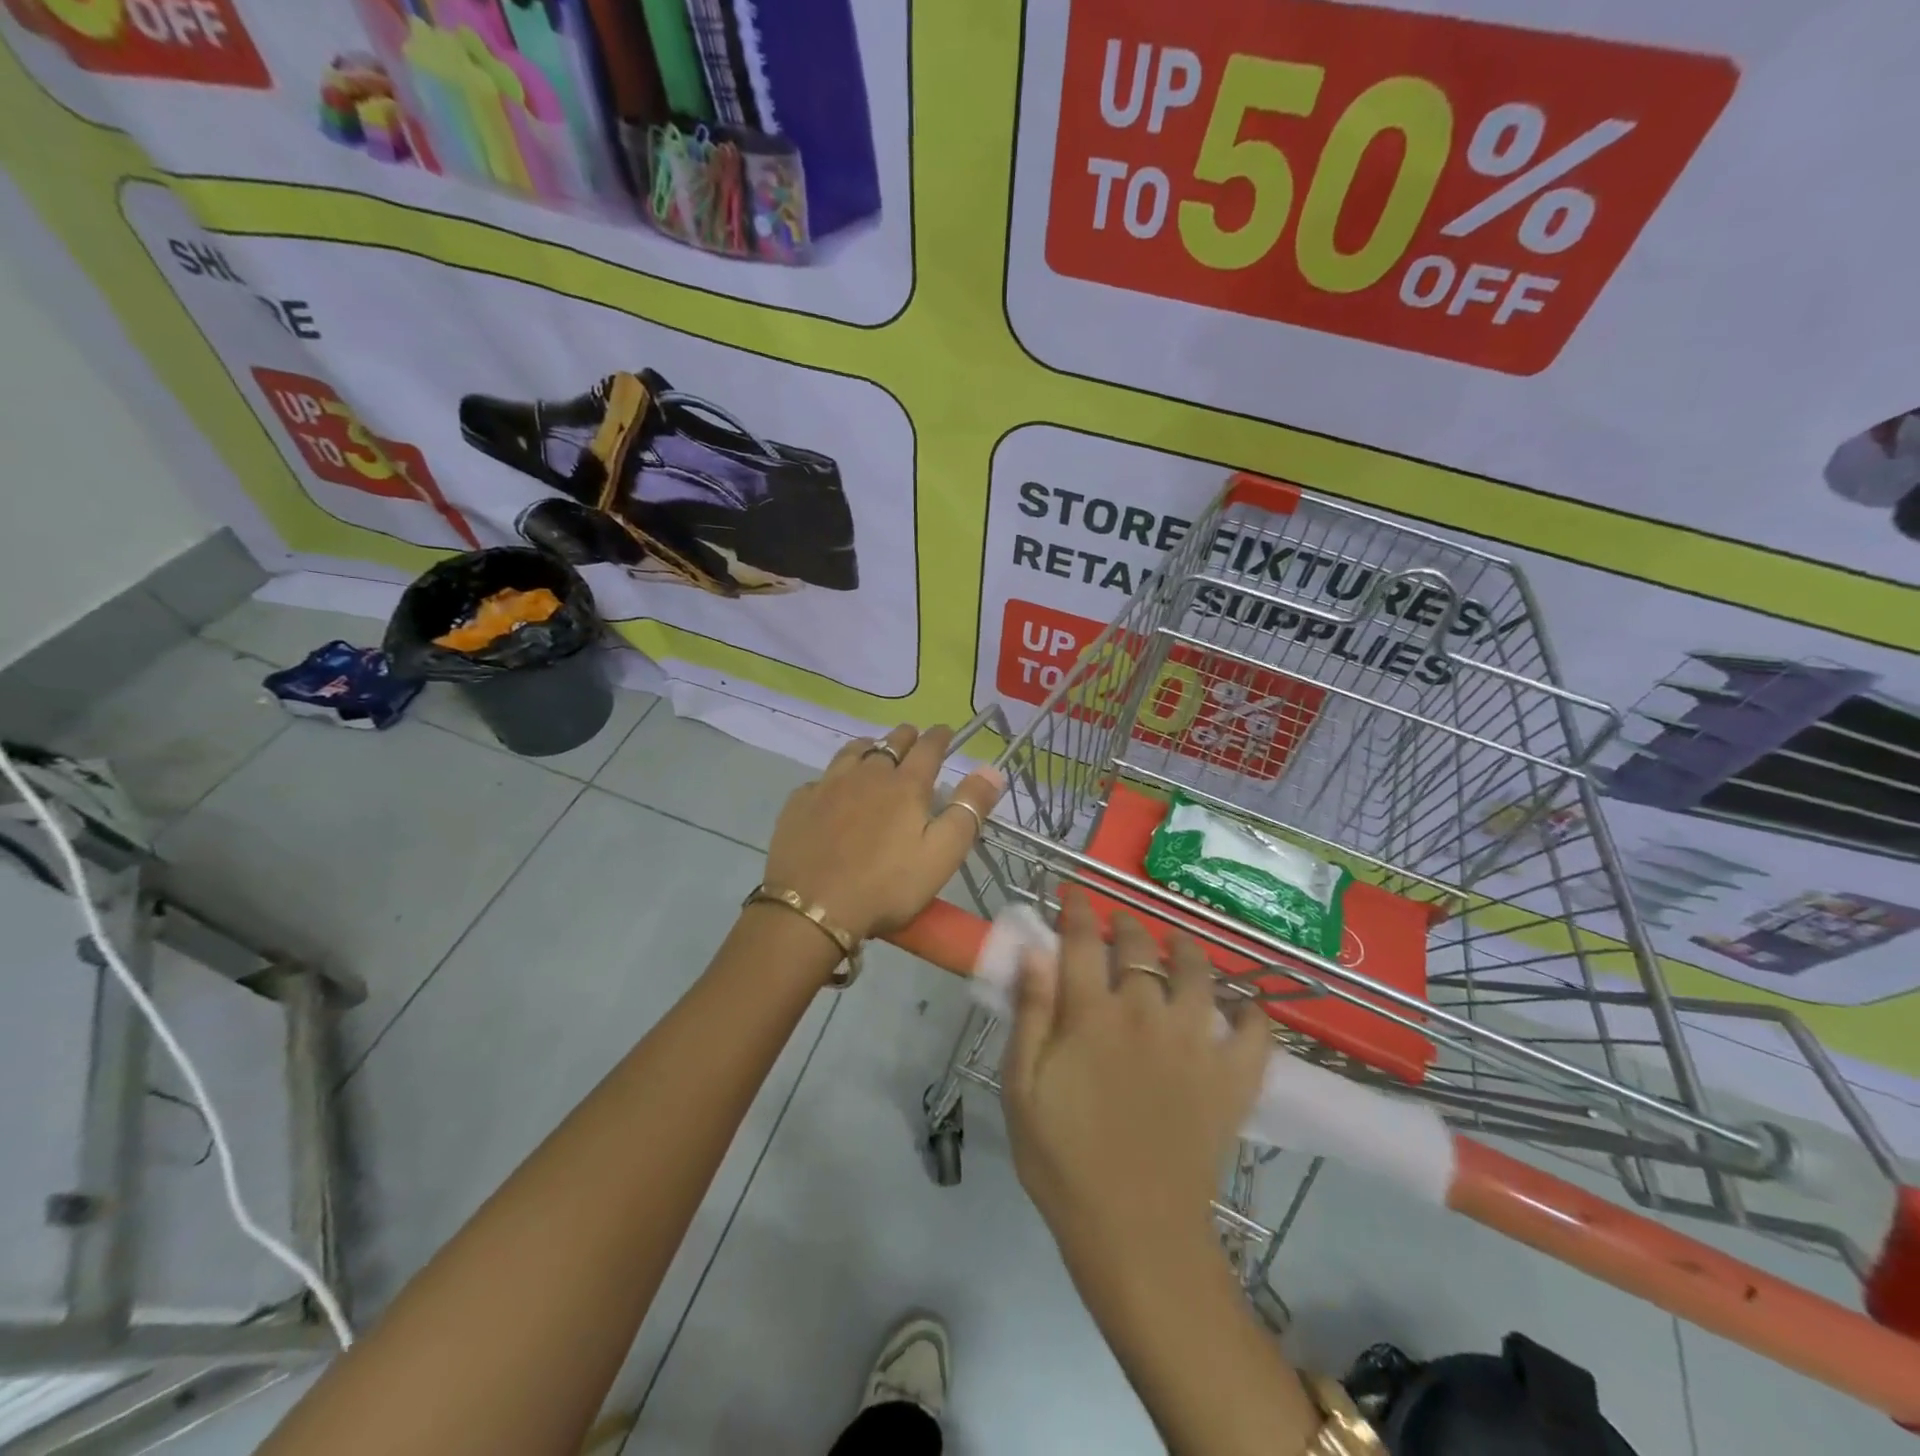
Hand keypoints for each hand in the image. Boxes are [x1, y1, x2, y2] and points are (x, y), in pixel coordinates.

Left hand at [762, 724, 1004, 940]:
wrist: (812, 908)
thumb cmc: (887, 885)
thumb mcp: (942, 854)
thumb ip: (969, 810)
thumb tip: (991, 768)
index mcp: (906, 785)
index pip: (928, 748)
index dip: (941, 736)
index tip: (947, 731)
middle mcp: (867, 774)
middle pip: (890, 742)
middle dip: (906, 737)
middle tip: (913, 738)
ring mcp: (829, 785)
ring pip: (852, 751)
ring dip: (869, 747)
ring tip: (873, 751)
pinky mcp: (800, 803)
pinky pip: (821, 778)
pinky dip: (834, 777)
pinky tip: (833, 790)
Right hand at [1002, 894, 1269, 1271]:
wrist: (1135, 1234)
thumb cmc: (1064, 1160)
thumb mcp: (1022, 1087)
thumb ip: (1030, 1013)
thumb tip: (1034, 950)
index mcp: (1092, 1014)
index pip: (1081, 940)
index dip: (1076, 909)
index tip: (1074, 892)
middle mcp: (1146, 1014)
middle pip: (1140, 948)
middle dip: (1127, 924)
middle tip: (1120, 923)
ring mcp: (1196, 1044)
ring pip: (1198, 975)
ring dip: (1187, 951)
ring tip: (1179, 944)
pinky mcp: (1231, 1080)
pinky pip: (1255, 1035)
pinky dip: (1254, 1015)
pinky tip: (1248, 1008)